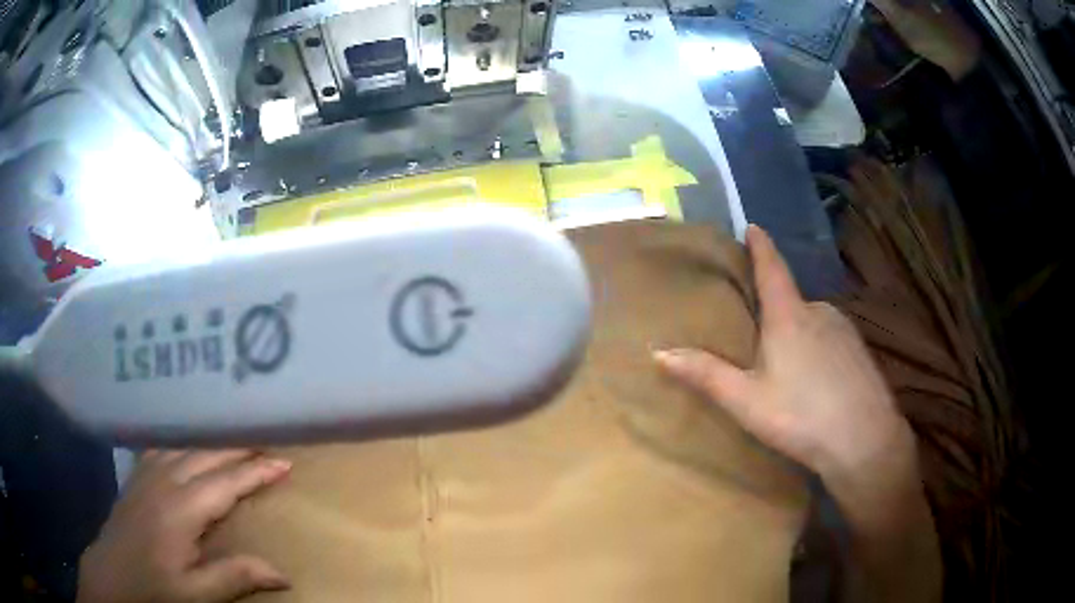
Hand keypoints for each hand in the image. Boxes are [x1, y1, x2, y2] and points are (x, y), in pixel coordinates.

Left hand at [77, 450, 291, 602]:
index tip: (285, 462)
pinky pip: (165, 448)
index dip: (256, 472)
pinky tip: (188, 448)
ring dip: (213, 443)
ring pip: (186, 446)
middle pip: (206, 454)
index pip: (226, 482)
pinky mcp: (137, 476)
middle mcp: (165, 481)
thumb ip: (234, 577)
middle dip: (239, 448)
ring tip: (236, 444)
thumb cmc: (154, 587)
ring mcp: (147, 474)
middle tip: (268, 444)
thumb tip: (283, 573)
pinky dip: (185, 443)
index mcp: (181, 508)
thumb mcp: (195, 594)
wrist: (111, 574)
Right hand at [653, 225, 913, 483]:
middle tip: (757, 332)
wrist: (865, 441)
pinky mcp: (859, 351)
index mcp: (789, 315)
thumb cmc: (801, 416)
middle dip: (774, 308)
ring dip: (796, 331)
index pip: (772, 267)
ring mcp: (844, 330)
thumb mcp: (746, 401)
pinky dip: (817, 346)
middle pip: (791, 299)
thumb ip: (705, 374)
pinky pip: (830, 337)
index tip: (753, 226)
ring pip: (812, 321)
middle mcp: (820, 311)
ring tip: (785, 363)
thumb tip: (657, 351)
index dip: (761, 245)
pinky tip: (815, 378)